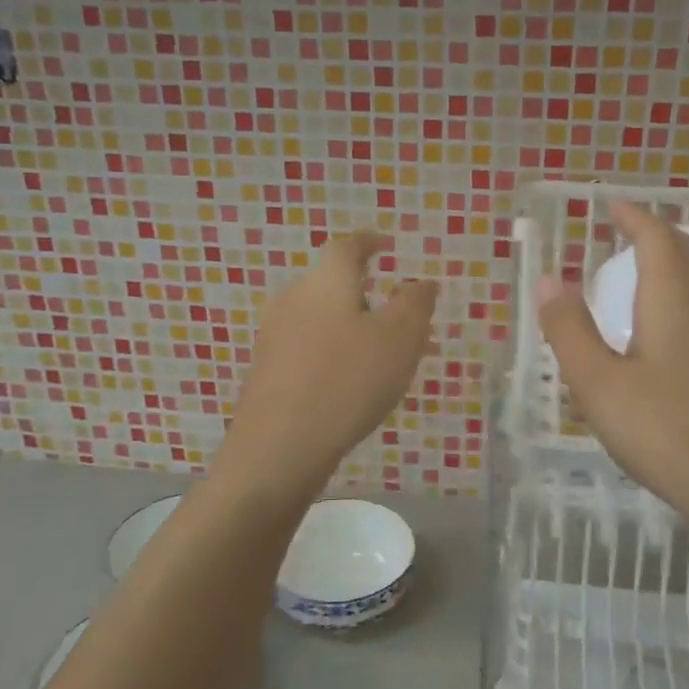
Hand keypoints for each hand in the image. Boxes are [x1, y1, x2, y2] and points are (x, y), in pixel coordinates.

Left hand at [218, 232, 436, 491]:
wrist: (279, 445)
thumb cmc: (348, 380)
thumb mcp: (400, 338)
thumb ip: (415, 303)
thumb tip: (420, 282)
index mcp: (326, 280)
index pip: (348, 246)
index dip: (369, 242)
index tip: (385, 245)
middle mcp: (293, 298)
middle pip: (332, 282)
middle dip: (367, 293)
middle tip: (399, 315)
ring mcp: (275, 335)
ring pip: (322, 317)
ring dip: (352, 326)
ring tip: (383, 353)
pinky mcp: (268, 369)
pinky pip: (309, 346)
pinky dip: (334, 350)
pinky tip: (350, 380)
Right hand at [538, 202, 688, 541]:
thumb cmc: (663, 430)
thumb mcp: (598, 383)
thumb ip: (569, 329)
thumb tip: (548, 280)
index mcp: (673, 301)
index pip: (657, 239)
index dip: (634, 217)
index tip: (612, 205)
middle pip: (685, 253)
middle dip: (655, 234)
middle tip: (626, 229)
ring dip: (674, 262)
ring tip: (645, 267)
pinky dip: (684, 292)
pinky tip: (672, 324)